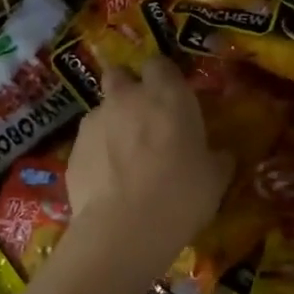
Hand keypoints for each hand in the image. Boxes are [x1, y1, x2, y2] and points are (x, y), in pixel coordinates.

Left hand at [67, 56, 231, 261]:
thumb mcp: (215, 179)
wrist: (124, 229)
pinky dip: (97, 154)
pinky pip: (88, 142)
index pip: (160, 64)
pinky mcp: (73, 149)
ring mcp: (94, 121)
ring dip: (112, 124)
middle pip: (120, 75)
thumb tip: (220, 155)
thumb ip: (217, 158)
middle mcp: (127, 98)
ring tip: (124, 158)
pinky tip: (108, 181)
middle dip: (128, 89)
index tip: (171, 98)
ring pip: (102, 110)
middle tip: (142, 118)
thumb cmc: (181, 195)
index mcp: (167, 95)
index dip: (164, 78)